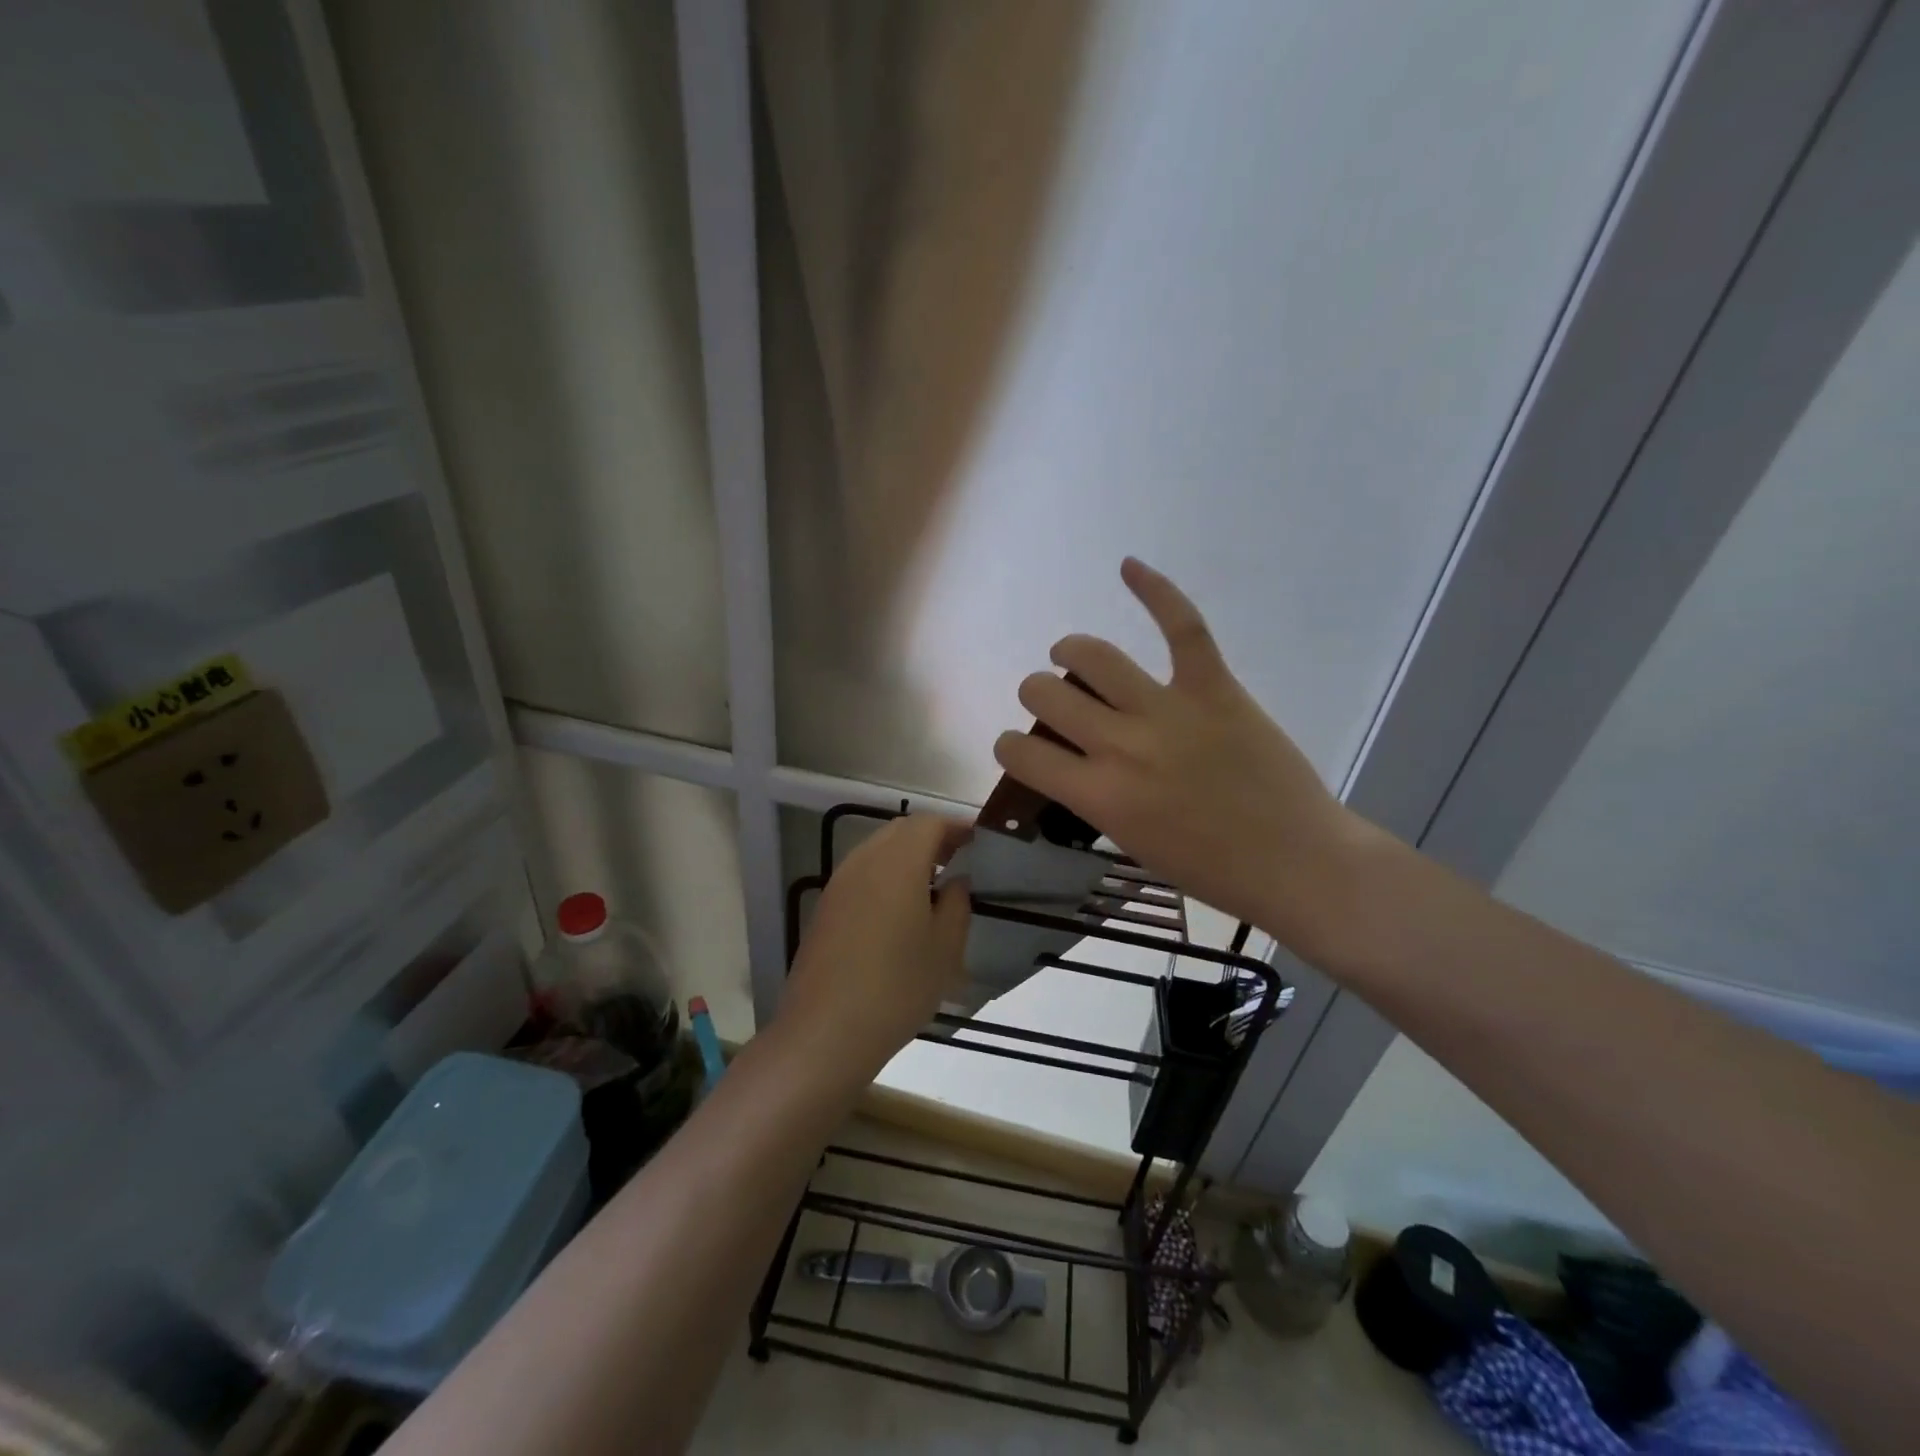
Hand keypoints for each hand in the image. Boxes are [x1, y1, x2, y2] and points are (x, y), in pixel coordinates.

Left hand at [777, 814, 972, 1079]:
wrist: (825, 1031)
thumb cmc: (897, 987)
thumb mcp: (944, 949)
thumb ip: (956, 904)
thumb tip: (956, 881)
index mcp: (898, 863)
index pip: (929, 824)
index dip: (955, 827)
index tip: (976, 840)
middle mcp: (864, 862)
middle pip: (900, 830)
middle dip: (930, 836)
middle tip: (957, 858)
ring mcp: (838, 884)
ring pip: (876, 850)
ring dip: (905, 855)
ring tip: (931, 884)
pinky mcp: (825, 908)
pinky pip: (860, 874)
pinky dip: (884, 874)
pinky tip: (898, 909)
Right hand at [993, 558, 1378, 957]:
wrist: (1295, 863)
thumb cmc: (1210, 869)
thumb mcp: (1130, 842)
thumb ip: (1093, 796)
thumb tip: (1073, 759)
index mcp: (1098, 795)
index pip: (1020, 752)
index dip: (1009, 746)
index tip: (1022, 748)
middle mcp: (1120, 745)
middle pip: (1045, 692)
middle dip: (1038, 695)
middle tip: (1057, 704)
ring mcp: (1168, 710)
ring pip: (1092, 655)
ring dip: (1071, 652)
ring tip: (1072, 655)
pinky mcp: (1213, 687)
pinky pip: (1182, 626)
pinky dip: (1154, 590)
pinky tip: (1129, 567)